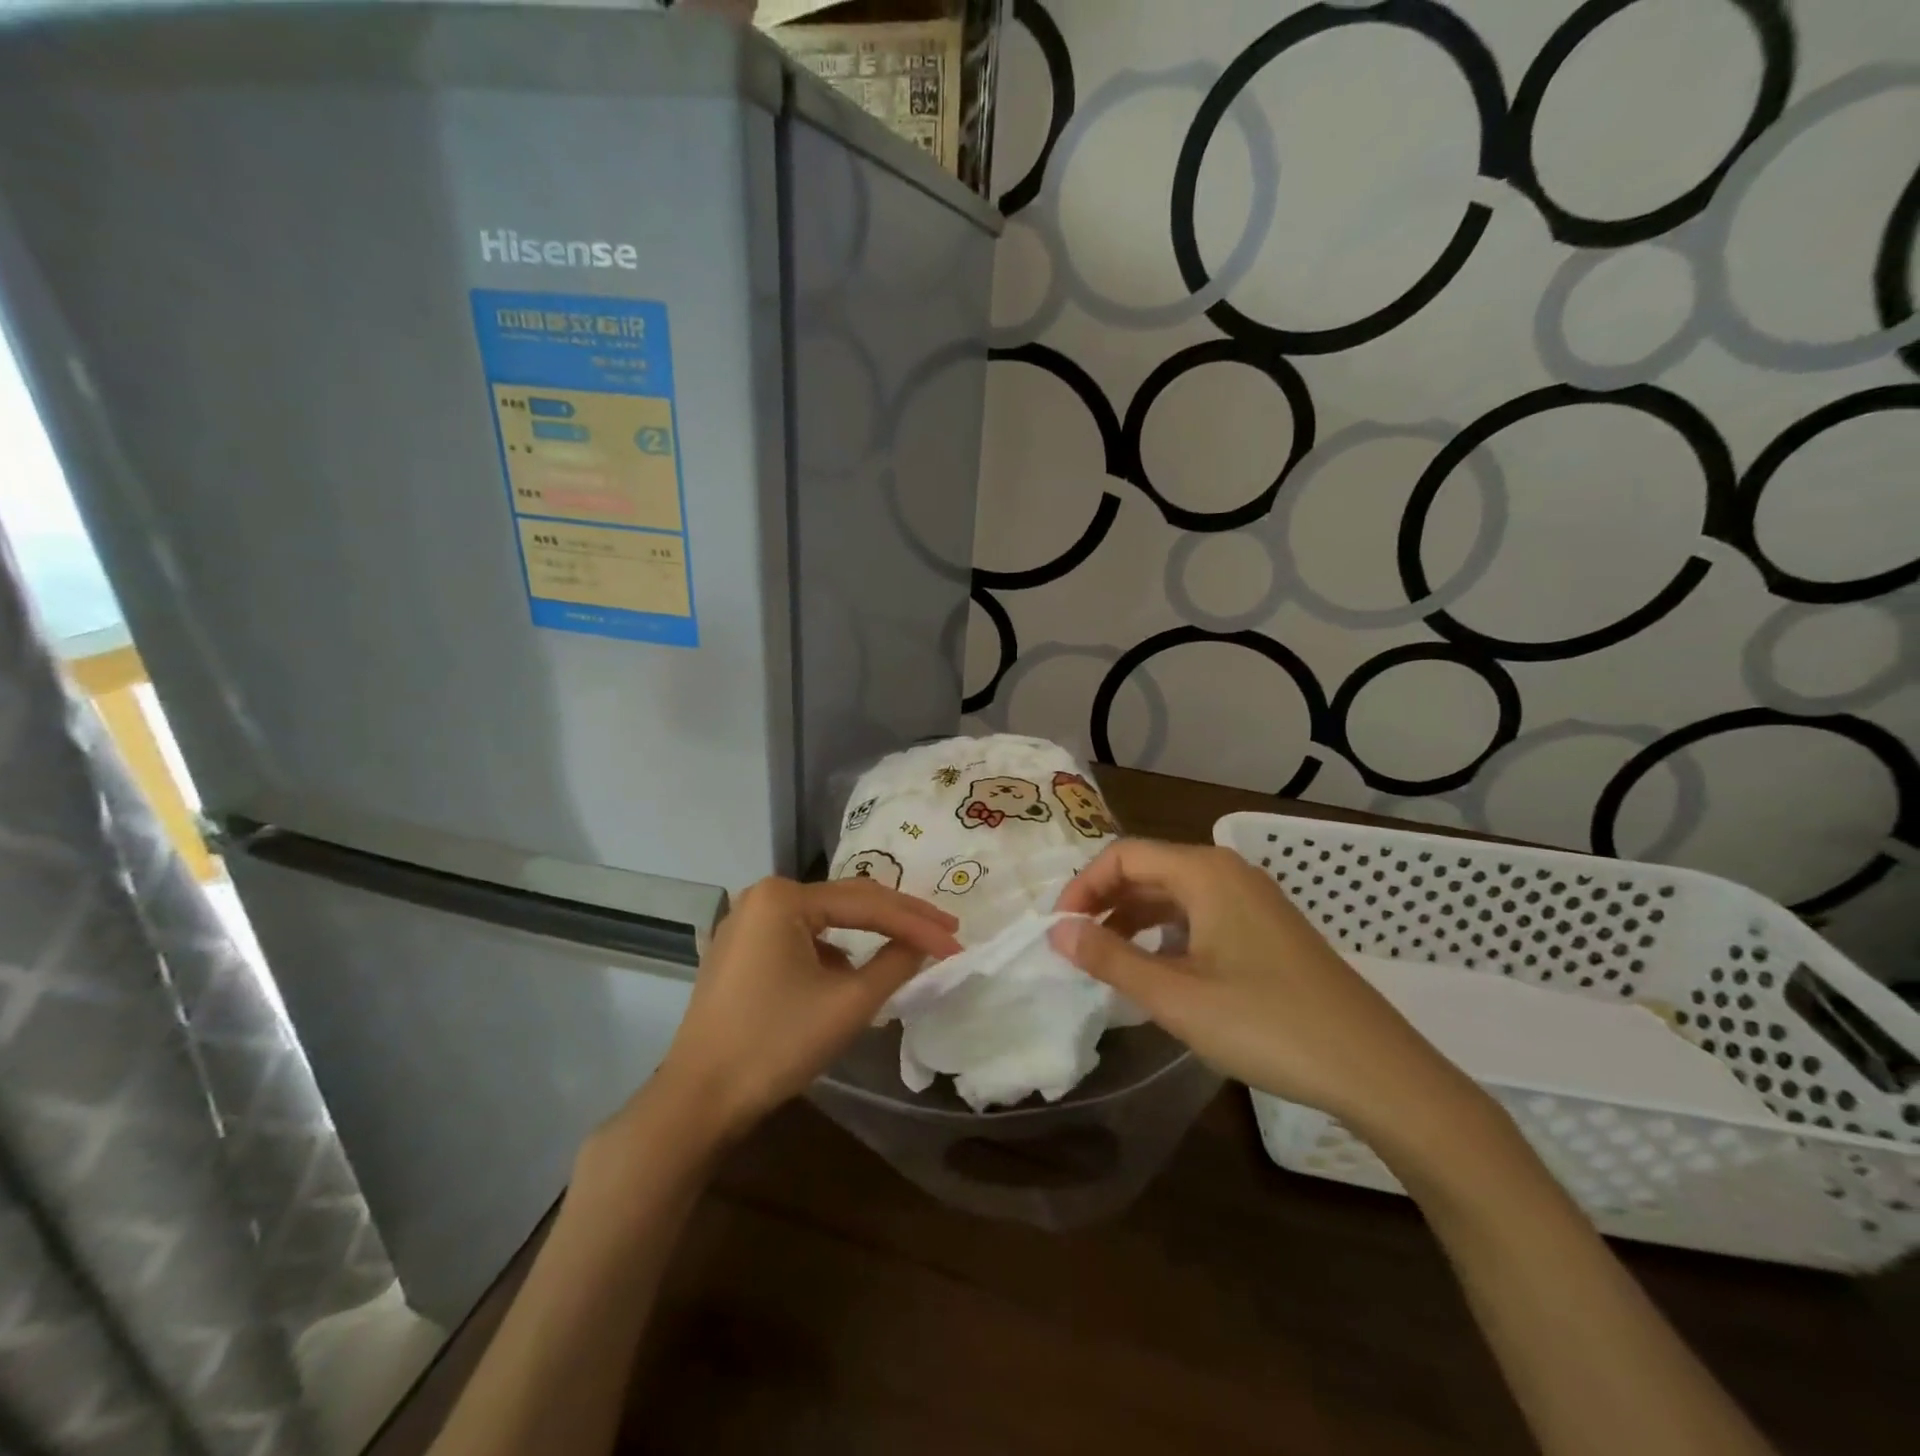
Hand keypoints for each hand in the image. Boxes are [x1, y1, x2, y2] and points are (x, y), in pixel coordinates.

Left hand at [648, 877, 960, 1144]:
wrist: (698, 1101)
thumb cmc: (775, 1045)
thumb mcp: (848, 1004)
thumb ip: (896, 964)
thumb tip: (922, 944)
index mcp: (783, 897)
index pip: (867, 904)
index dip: (917, 924)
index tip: (956, 941)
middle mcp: (762, 897)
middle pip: (845, 903)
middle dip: (897, 919)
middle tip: (945, 931)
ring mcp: (747, 924)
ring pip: (824, 922)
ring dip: (868, 935)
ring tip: (911, 947)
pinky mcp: (741, 952)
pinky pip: (801, 940)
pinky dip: (834, 954)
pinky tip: (854, 974)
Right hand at [1051, 839, 1479, 1141]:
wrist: (1375, 1069)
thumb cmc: (1267, 1025)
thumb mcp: (1176, 996)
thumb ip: (1110, 959)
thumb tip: (1057, 932)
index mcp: (1205, 872)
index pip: (1123, 856)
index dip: (1083, 888)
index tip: (1060, 932)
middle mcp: (1228, 872)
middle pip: (1148, 869)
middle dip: (1105, 903)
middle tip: (1077, 947)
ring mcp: (1252, 899)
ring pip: (1174, 893)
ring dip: (1134, 919)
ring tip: (1109, 961)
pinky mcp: (1267, 928)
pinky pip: (1201, 914)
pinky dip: (1167, 933)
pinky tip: (1160, 970)